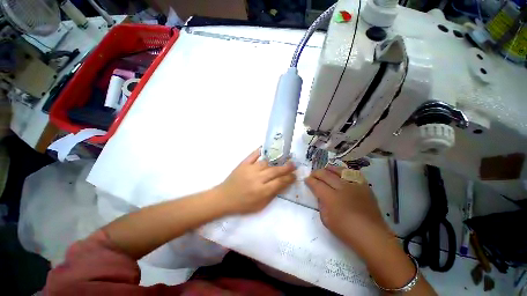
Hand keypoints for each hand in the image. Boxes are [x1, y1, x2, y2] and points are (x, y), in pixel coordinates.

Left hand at [216, 148, 295, 214]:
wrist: (224, 198)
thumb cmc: (242, 204)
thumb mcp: (259, 205)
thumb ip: (272, 194)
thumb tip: (283, 184)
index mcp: (261, 191)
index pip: (279, 182)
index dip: (289, 178)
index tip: (294, 175)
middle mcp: (257, 179)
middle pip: (275, 171)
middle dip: (286, 168)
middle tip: (294, 164)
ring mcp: (249, 170)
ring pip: (266, 163)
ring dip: (275, 161)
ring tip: (282, 158)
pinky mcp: (243, 164)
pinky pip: (253, 155)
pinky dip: (259, 151)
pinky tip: (265, 148)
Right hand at [305, 165, 388, 242]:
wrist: (371, 234)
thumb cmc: (345, 230)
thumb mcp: (326, 219)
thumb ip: (321, 204)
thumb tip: (320, 195)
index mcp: (331, 197)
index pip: (317, 184)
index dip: (310, 180)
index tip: (306, 179)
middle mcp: (342, 188)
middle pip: (326, 174)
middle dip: (317, 173)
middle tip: (313, 175)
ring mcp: (354, 185)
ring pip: (339, 170)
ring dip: (329, 169)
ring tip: (325, 170)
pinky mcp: (364, 186)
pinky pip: (353, 173)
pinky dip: (345, 172)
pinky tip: (341, 173)